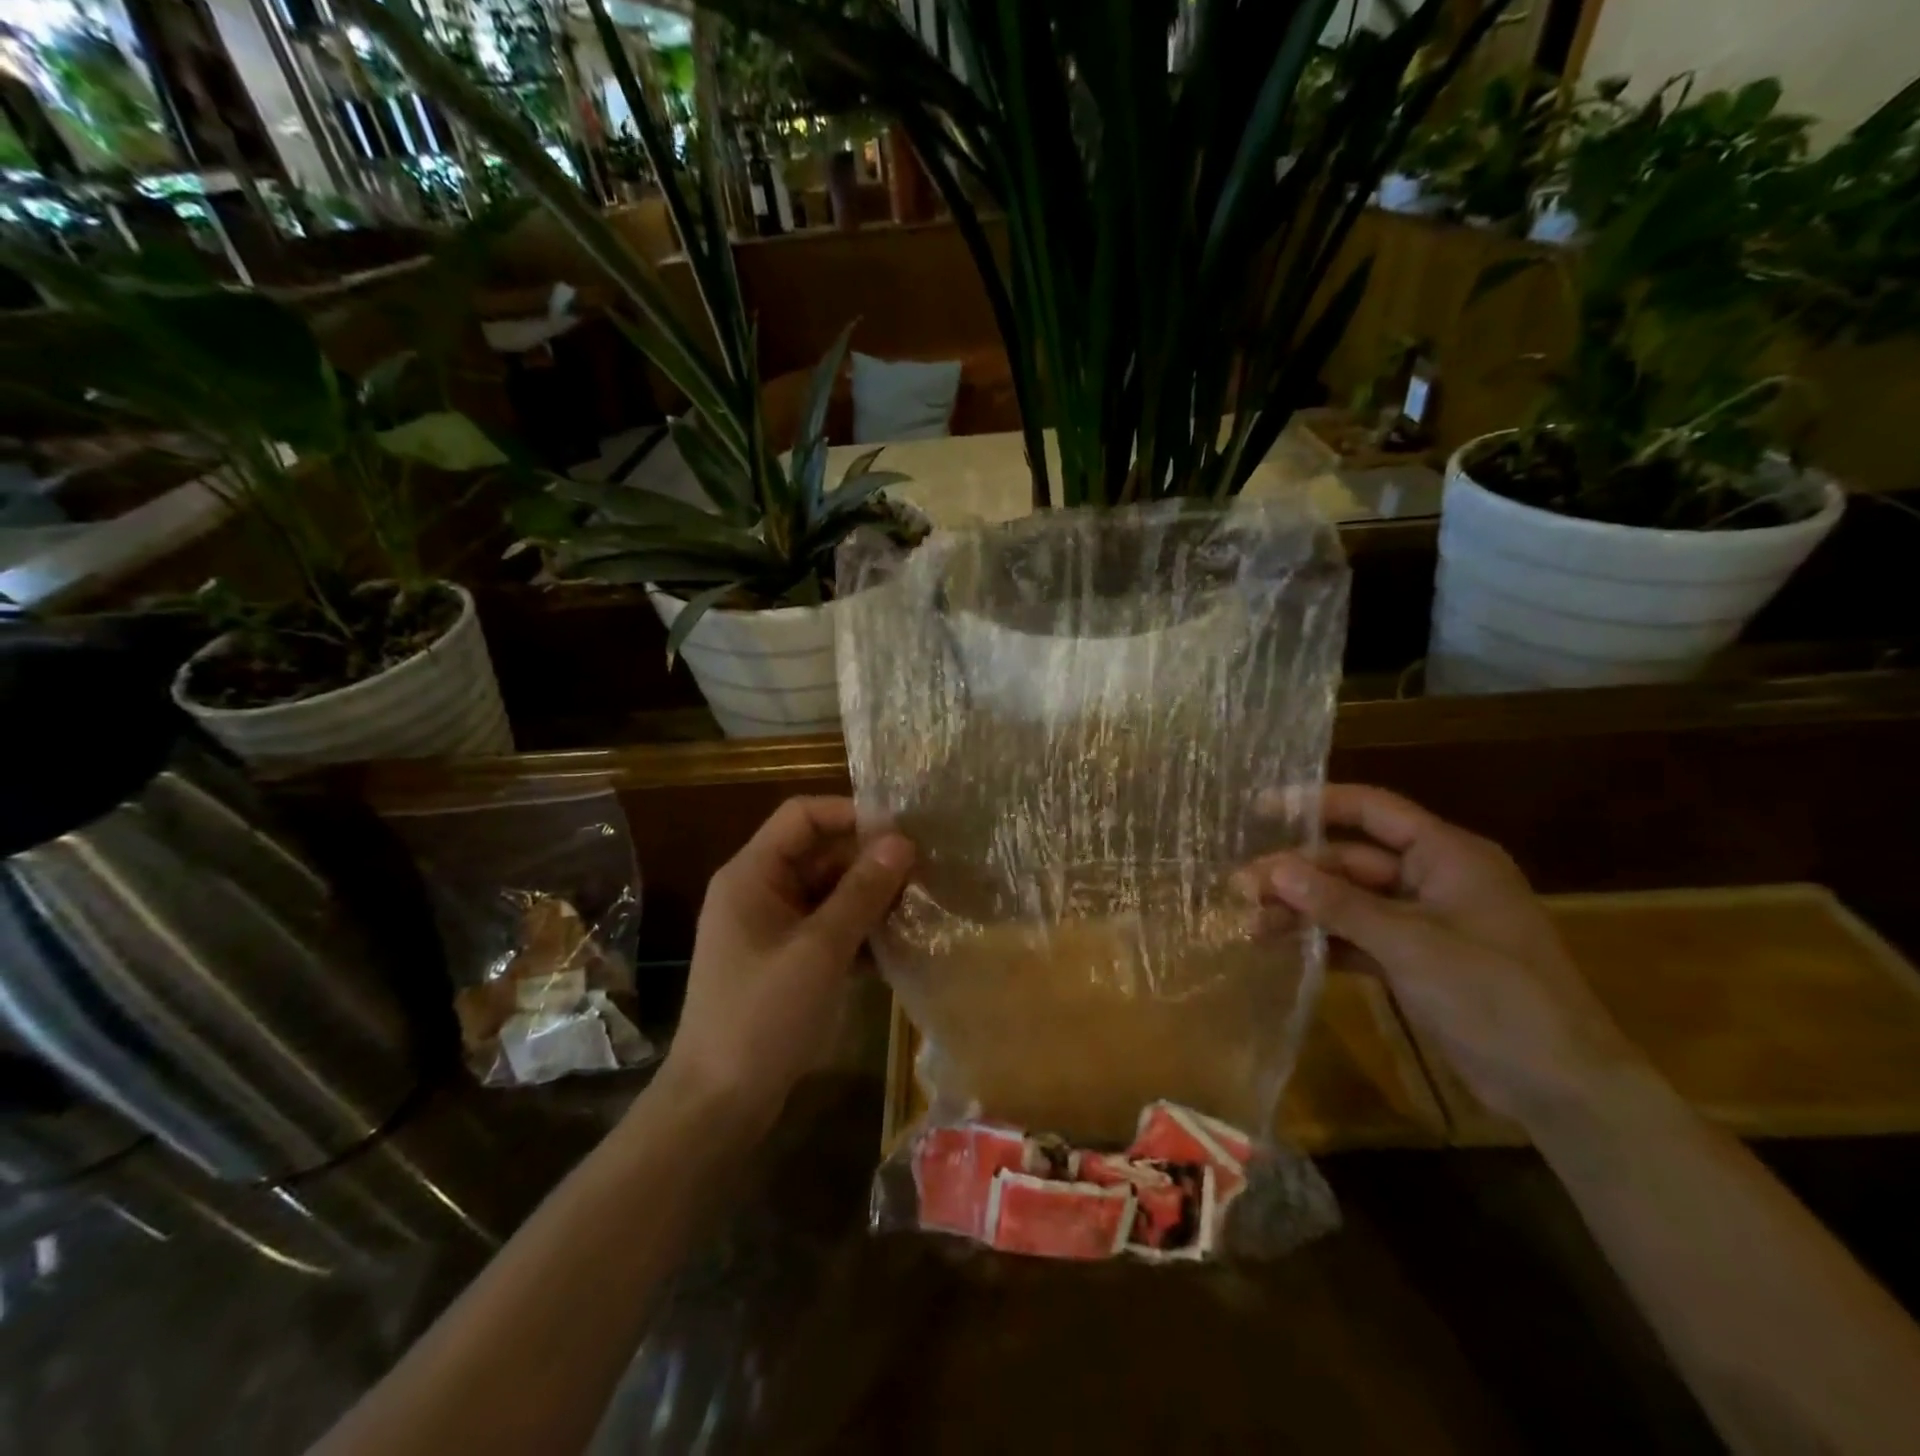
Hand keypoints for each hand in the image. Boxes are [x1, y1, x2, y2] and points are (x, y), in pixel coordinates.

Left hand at [660, 797, 913, 1130]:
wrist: (720, 1103)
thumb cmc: (763, 1015)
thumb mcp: (819, 950)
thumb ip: (861, 892)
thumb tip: (902, 841)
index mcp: (752, 874)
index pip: (803, 816)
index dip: (851, 814)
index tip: (902, 833)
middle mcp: (760, 890)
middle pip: (819, 853)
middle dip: (869, 860)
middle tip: (923, 873)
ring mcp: (772, 927)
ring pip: (828, 891)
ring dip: (869, 897)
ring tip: (919, 906)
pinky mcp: (785, 960)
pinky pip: (827, 927)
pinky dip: (858, 930)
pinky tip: (897, 945)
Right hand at [1248, 784, 1642, 1125]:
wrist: (1561, 1088)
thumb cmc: (1495, 996)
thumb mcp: (1411, 945)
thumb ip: (1340, 905)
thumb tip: (1275, 869)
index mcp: (1448, 856)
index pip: (1374, 811)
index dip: (1317, 803)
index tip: (1262, 807)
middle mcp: (1432, 879)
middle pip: (1351, 861)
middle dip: (1297, 872)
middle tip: (1241, 887)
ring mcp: (1423, 922)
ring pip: (1349, 901)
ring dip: (1303, 910)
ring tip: (1250, 923)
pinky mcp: (1414, 960)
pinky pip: (1358, 937)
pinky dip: (1324, 941)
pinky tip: (1281, 947)